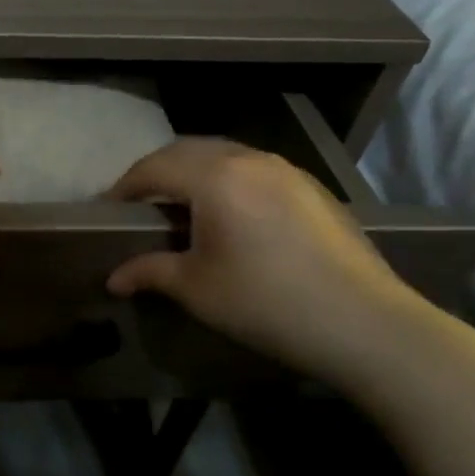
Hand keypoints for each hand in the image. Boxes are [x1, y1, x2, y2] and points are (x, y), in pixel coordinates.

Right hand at [105, 139, 420, 385]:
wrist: (367, 324)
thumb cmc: (267, 302)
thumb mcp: (197, 288)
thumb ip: (149, 272)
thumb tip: (113, 279)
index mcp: (215, 176)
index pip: (154, 167)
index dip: (125, 186)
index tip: (107, 210)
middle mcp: (249, 159)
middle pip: (187, 150)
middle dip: (157, 172)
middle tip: (139, 204)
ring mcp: (287, 170)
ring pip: (224, 155)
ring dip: (194, 172)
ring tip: (181, 207)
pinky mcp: (313, 189)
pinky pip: (254, 170)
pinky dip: (228, 180)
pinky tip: (231, 216)